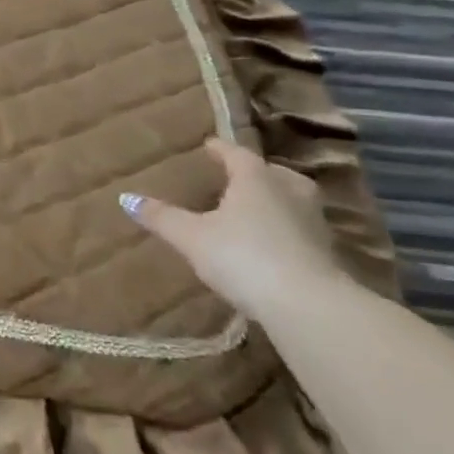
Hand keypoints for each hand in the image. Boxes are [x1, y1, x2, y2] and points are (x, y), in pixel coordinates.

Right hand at [122, 139, 349, 322]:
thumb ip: (162, 217)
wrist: (308, 307)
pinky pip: (301, 229)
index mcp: (256, 178)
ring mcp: (314, 222)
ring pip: (292, 200)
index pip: (236, 153)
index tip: (207, 146)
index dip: (219, 149)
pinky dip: (286, 229)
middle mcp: (289, 191)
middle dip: (254, 173)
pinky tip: (272, 243)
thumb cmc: (243, 256)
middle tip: (234, 178)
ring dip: (275, 201)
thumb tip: (126, 198)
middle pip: (271, 173)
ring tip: (254, 210)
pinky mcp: (328, 254)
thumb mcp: (192, 237)